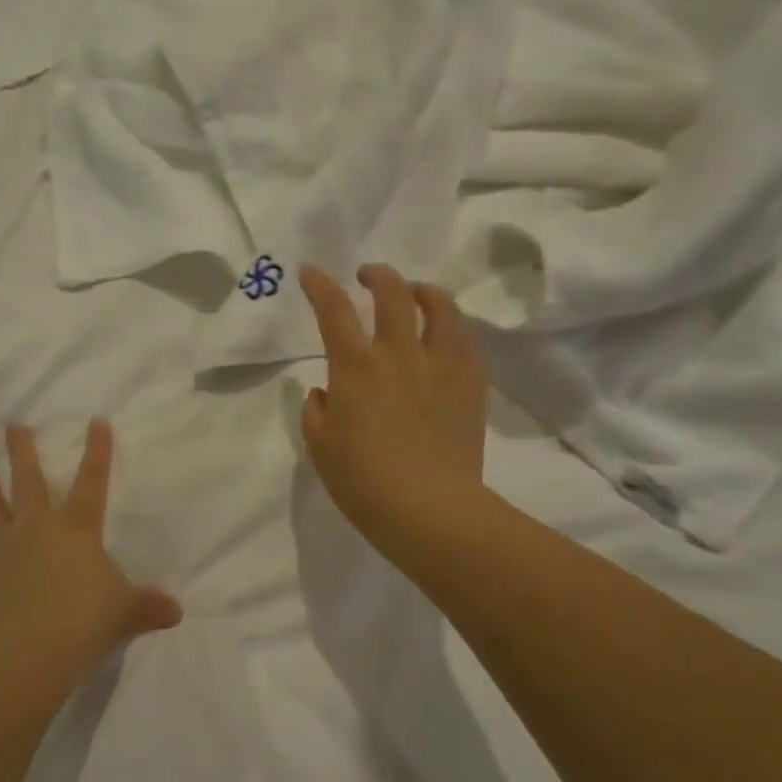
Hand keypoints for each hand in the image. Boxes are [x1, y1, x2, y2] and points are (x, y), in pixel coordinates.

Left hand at [0, 421, 181, 675]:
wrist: (35, 650)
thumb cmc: (87, 619)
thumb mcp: (127, 610)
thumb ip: (149, 606)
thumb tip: (176, 612)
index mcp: (76, 530)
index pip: (92, 483)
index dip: (97, 452)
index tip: (96, 421)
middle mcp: (37, 532)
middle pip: (29, 484)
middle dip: (23, 453)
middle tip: (13, 426)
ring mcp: (4, 556)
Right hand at [300, 264, 488, 557]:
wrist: (430, 510)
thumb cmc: (364, 482)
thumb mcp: (321, 447)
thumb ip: (317, 411)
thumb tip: (325, 391)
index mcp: (356, 367)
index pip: (334, 310)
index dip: (320, 285)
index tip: (311, 272)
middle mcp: (399, 354)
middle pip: (392, 293)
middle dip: (377, 275)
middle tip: (368, 277)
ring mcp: (441, 366)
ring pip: (440, 308)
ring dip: (423, 291)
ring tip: (415, 294)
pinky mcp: (471, 383)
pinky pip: (465, 341)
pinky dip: (451, 328)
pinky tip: (445, 336)